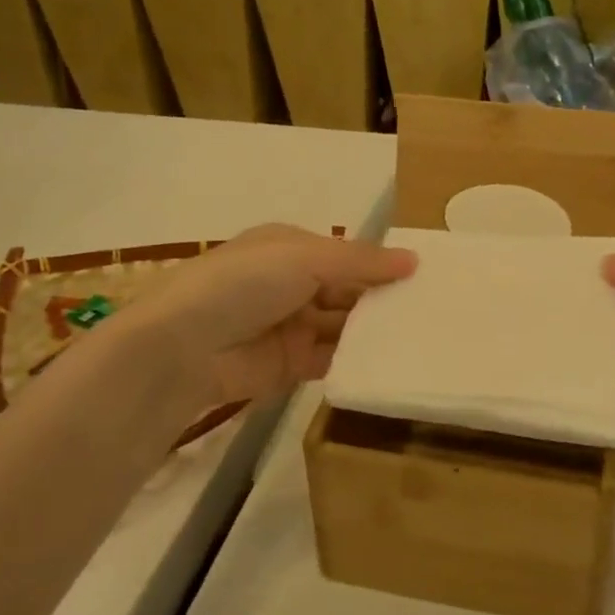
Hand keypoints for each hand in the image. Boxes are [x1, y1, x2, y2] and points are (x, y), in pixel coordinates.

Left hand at [34, 226, 415, 460]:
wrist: (181, 349)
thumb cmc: (244, 284)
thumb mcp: (305, 257)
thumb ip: (361, 261)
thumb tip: (414, 260)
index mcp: (290, 248)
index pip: (347, 254)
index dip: (381, 264)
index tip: (425, 276)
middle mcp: (291, 284)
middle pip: (348, 291)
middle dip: (382, 299)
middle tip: (433, 311)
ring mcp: (290, 326)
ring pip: (343, 326)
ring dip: (374, 330)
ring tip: (422, 337)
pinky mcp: (289, 366)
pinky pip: (332, 359)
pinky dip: (357, 360)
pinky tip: (391, 362)